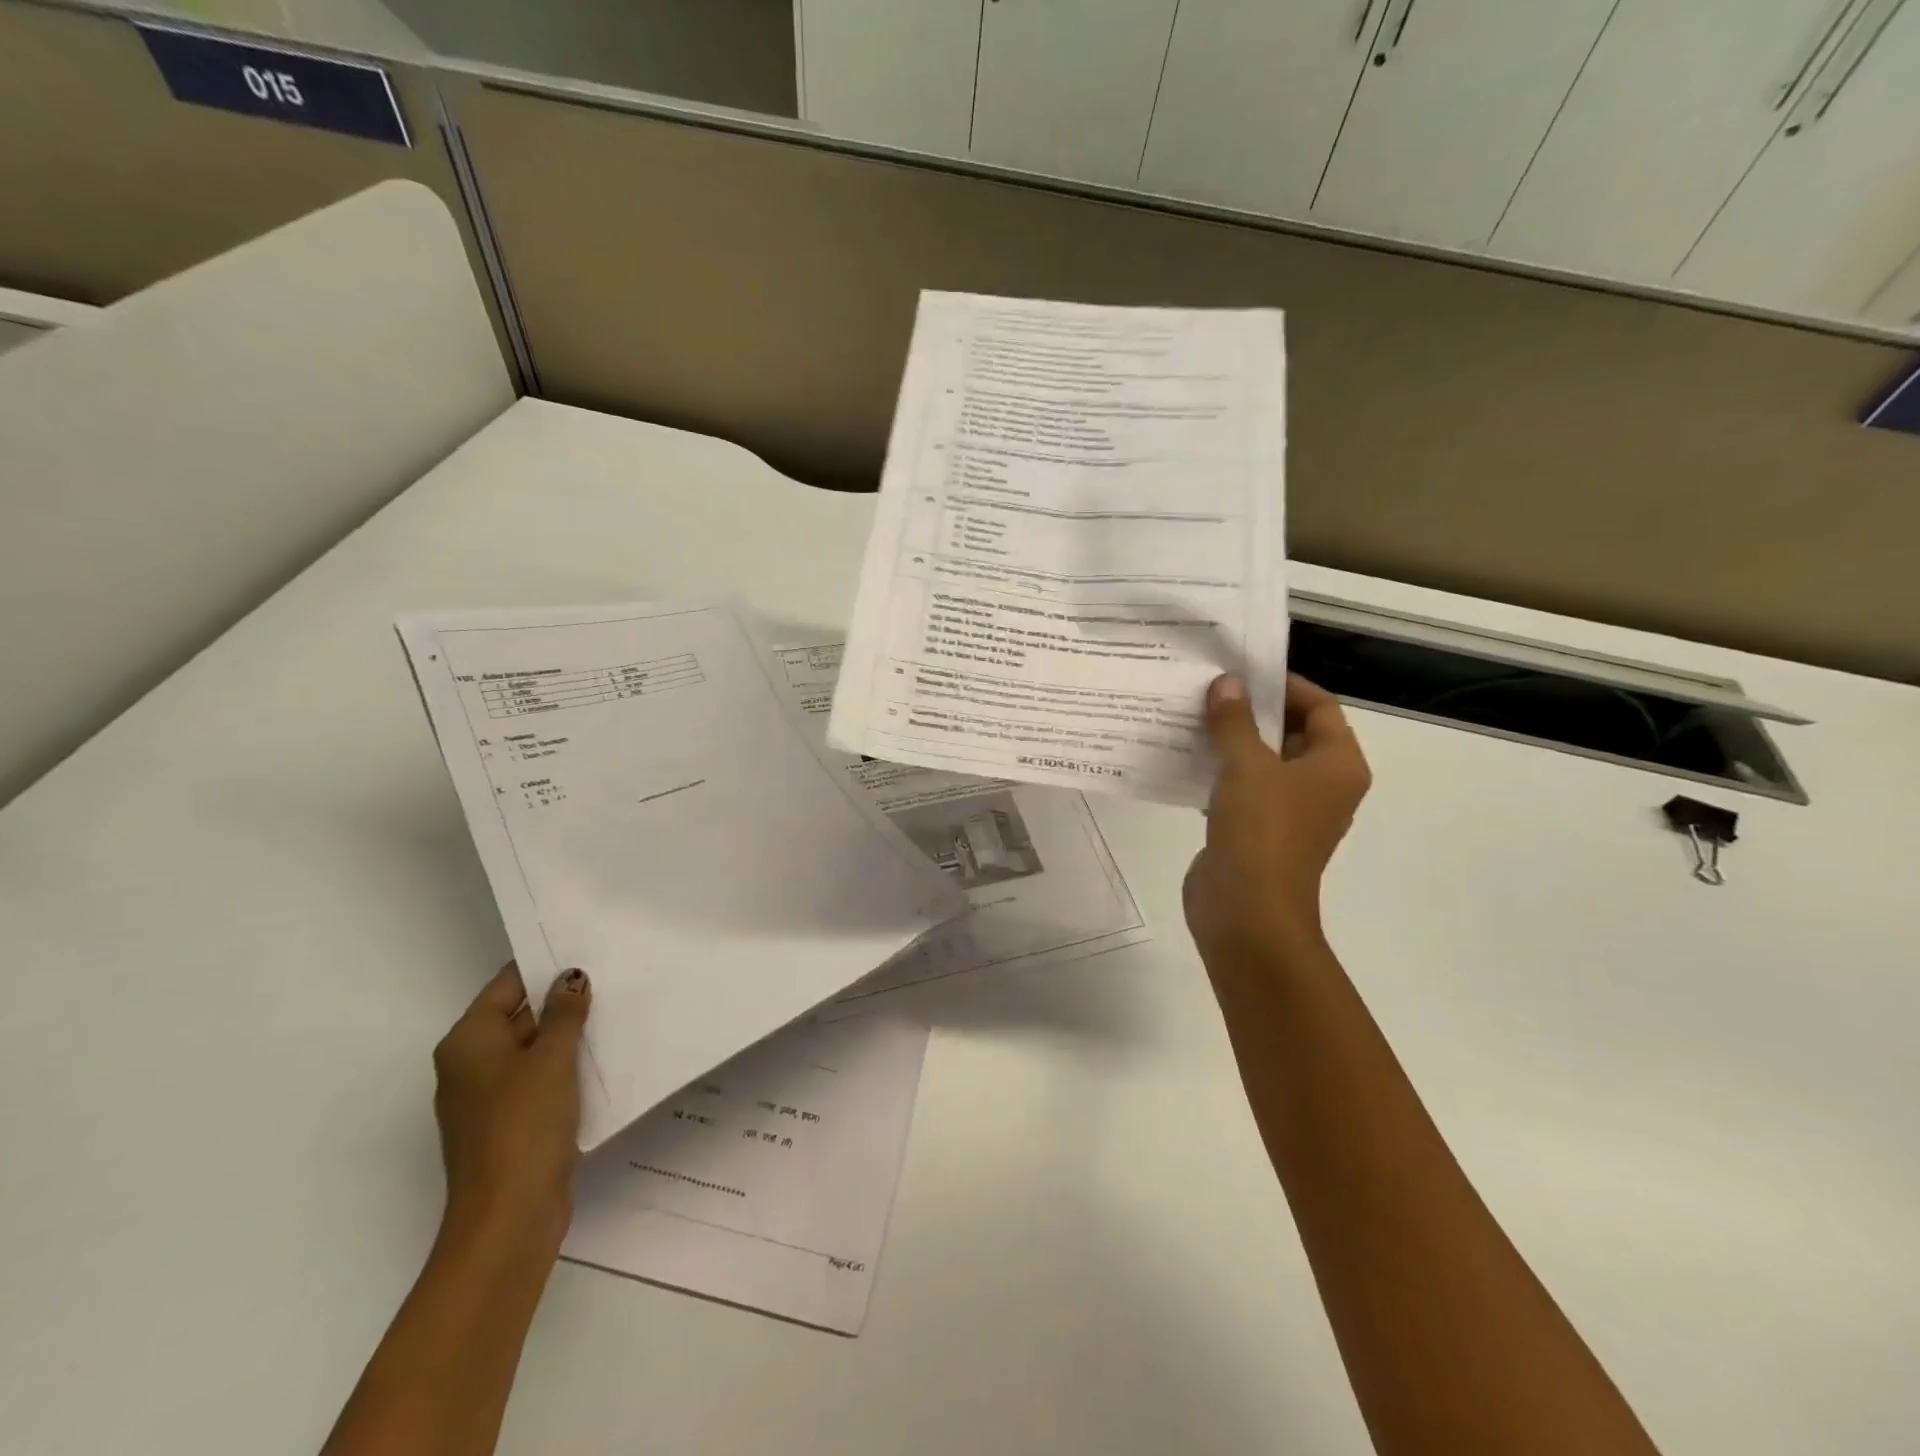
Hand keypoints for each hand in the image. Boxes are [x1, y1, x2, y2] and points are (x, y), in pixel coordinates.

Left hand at [431, 963, 591, 1245]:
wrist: (509, 1216)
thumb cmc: (525, 1124)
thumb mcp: (552, 1058)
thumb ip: (564, 1012)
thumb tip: (571, 976)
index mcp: (469, 1041)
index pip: (508, 984)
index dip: (546, 965)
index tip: (589, 948)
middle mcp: (471, 1064)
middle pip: (520, 1015)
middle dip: (563, 1000)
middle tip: (614, 976)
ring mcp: (489, 1097)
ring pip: (533, 1049)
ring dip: (569, 1035)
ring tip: (618, 1010)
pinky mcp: (510, 1122)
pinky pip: (540, 1079)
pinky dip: (567, 1066)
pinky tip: (605, 1058)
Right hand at [1184, 673, 1370, 965]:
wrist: (1246, 912)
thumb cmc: (1261, 831)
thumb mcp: (1246, 766)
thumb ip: (1235, 721)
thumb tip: (1227, 683)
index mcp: (1338, 765)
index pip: (1320, 707)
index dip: (1284, 685)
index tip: (1242, 670)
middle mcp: (1321, 784)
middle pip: (1291, 732)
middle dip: (1252, 710)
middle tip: (1210, 687)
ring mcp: (1288, 810)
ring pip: (1262, 760)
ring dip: (1232, 739)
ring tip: (1192, 714)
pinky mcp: (1257, 829)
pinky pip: (1241, 787)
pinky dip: (1219, 770)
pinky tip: (1184, 755)